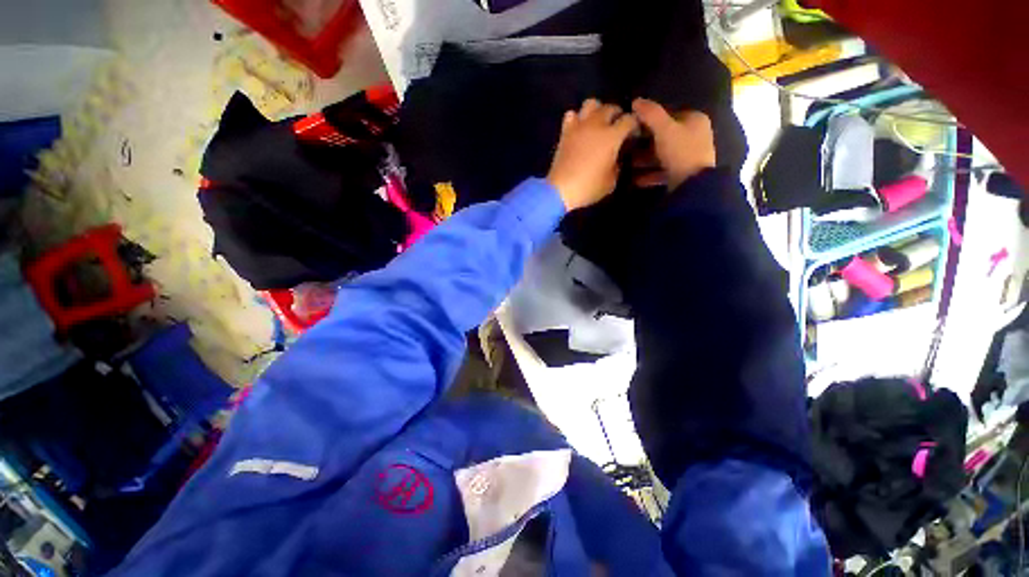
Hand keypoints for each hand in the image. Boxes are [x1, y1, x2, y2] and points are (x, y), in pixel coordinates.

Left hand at [547, 99, 638, 210]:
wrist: (560, 190)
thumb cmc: (588, 187)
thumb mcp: (611, 181)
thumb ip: (618, 165)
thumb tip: (616, 157)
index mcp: (612, 136)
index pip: (630, 120)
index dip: (634, 126)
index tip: (633, 135)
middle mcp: (597, 125)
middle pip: (611, 107)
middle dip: (617, 115)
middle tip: (617, 128)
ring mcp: (579, 126)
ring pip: (591, 103)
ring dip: (597, 110)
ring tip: (598, 123)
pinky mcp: (565, 132)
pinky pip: (571, 115)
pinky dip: (577, 118)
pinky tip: (579, 129)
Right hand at [631, 99, 715, 189]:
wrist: (692, 184)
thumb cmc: (680, 151)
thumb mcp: (664, 129)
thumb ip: (651, 114)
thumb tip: (636, 100)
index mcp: (695, 120)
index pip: (669, 115)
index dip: (650, 120)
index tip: (632, 128)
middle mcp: (694, 136)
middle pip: (664, 137)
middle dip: (644, 143)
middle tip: (626, 148)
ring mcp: (689, 157)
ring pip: (662, 155)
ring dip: (644, 160)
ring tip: (627, 165)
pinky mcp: (682, 174)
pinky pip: (663, 171)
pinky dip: (649, 174)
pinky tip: (635, 180)